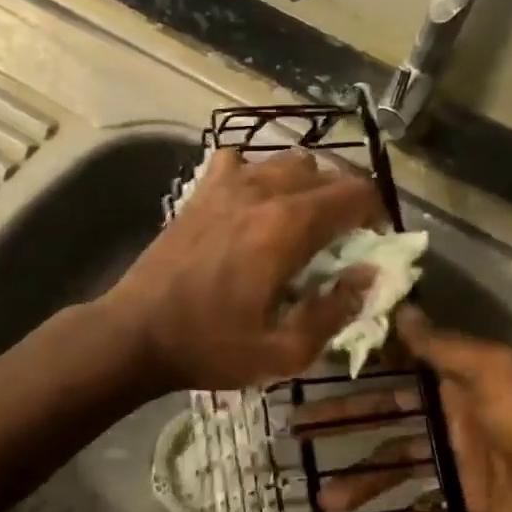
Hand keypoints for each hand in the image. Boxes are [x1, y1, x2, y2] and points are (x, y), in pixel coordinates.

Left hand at [98, 148, 386, 393]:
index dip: (376, 213)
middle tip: (344, 237)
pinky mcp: (200, 191)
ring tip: (304, 219)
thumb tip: (368, 277)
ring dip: (308, 184)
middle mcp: (262, 191)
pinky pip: (241, 161)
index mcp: (288, 227)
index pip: (355, 194)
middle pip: (326, 172)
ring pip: (287, 160)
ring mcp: (226, 185)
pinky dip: (258, 174)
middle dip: (347, 199)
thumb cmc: (210, 347)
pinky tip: (253, 203)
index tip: (373, 241)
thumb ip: (335, 311)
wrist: (135, 334)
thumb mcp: (284, 351)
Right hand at [307, 308, 511, 511]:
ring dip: (364, 481)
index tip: (314, 369)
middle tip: (297, 434)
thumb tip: (401, 307)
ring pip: (398, 465)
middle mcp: (453, 415)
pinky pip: (429, 505)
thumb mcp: (496, 373)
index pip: (399, 367)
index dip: (361, 368)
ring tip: (327, 500)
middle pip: (388, 419)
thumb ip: (445, 346)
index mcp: (460, 379)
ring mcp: (459, 461)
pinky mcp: (468, 502)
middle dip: (346, 426)